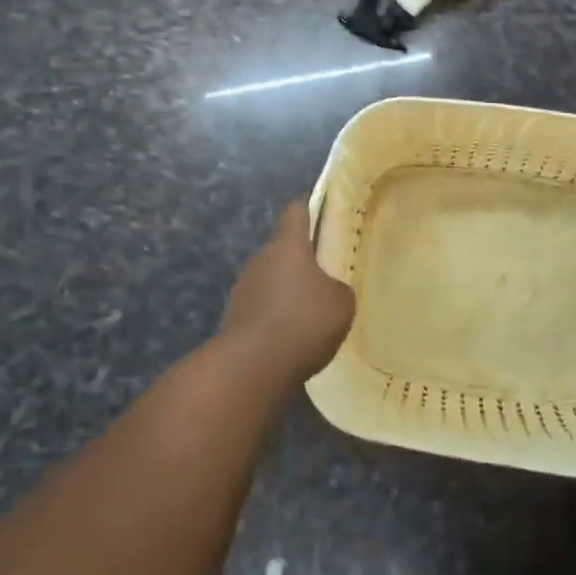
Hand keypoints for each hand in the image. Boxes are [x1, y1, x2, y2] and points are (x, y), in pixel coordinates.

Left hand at [219, 198, 356, 384]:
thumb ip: (338, 289)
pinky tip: (292, 335)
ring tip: (310, 308)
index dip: (310, 207)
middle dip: (301, 256)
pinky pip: (262, 306)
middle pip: (283, 247)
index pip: (296, 211)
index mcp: (288, 244)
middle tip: (325, 269)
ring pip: (271, 277)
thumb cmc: (303, 321)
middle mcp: (261, 258)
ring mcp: (244, 287)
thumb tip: (328, 290)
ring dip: (287, 288)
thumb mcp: (340, 303)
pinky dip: (276, 314)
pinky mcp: (235, 317)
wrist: (251, 367)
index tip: (323, 208)